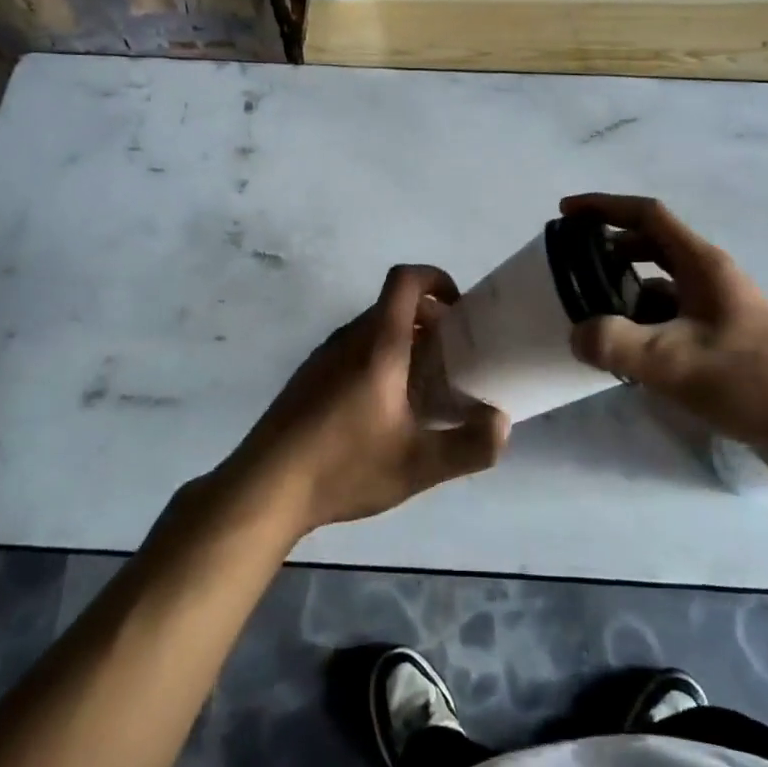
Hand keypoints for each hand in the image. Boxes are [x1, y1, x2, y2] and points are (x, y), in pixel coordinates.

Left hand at [228, 264, 509, 535]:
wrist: (264, 488)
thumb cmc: (344, 466)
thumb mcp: (418, 466)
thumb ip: (469, 446)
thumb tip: (503, 423)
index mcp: (377, 345)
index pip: (404, 280)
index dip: (435, 278)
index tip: (458, 308)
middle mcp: (348, 338)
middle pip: (392, 306)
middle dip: (428, 320)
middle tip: (452, 357)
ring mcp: (323, 356)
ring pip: (372, 329)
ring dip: (403, 342)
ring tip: (423, 387)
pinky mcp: (308, 377)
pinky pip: (352, 350)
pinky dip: (378, 360)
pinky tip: (383, 410)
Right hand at [561, 194, 767, 487]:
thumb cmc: (748, 380)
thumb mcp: (672, 362)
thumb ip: (615, 343)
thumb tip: (578, 334)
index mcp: (702, 264)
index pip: (646, 215)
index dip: (603, 207)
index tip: (565, 213)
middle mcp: (710, 276)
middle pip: (651, 245)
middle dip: (609, 249)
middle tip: (572, 265)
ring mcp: (717, 307)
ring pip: (660, 283)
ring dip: (624, 288)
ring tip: (590, 310)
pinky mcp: (721, 337)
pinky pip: (670, 314)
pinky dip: (642, 320)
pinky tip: (625, 348)